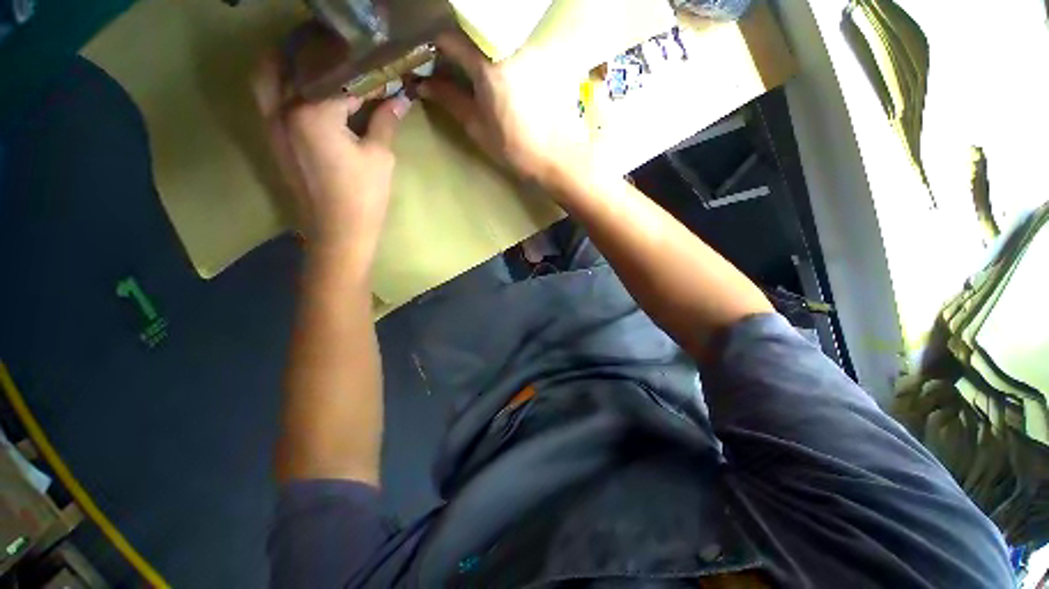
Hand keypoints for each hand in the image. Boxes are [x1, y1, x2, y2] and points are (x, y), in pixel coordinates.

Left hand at [253, 56, 412, 263]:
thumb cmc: (363, 198)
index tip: (383, 68)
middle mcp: (284, 109)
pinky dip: (283, 84)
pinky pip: (269, 99)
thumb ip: (385, 122)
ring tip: (314, 61)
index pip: (340, 77)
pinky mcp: (274, 140)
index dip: (366, 72)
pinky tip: (308, 91)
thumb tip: (400, 100)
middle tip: (338, 48)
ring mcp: (273, 125)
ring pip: (268, 76)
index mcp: (313, 112)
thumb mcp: (380, 158)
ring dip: (287, 62)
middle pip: (290, 62)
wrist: (338, 233)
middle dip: (314, 49)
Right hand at [419, 33, 592, 188]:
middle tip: (455, 69)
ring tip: (480, 76)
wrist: (556, 157)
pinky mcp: (543, 60)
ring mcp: (530, 52)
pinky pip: (516, 48)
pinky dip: (503, 57)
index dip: (437, 47)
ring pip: (497, 39)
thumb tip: (423, 84)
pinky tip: (505, 79)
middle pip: (476, 33)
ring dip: (483, 51)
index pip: (452, 38)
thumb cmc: (515, 149)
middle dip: (460, 47)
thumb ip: (450, 100)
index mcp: (489, 67)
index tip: (432, 59)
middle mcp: (510, 49)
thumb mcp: (478, 127)